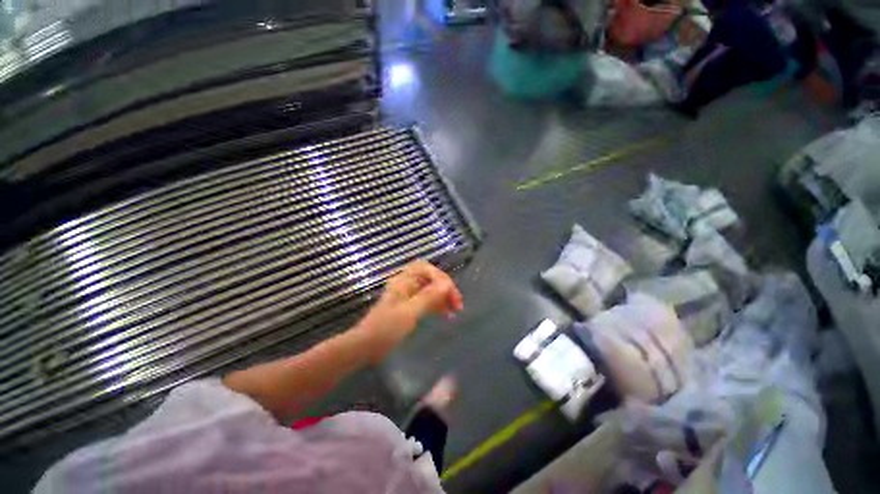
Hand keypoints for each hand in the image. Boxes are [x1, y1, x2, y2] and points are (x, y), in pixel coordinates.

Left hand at [355, 260, 462, 362]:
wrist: (365, 347)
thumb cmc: (385, 328)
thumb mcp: (408, 312)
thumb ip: (428, 297)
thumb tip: (447, 284)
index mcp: (403, 281)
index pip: (427, 269)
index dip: (441, 277)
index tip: (451, 294)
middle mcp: (406, 285)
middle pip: (430, 278)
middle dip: (445, 287)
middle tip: (457, 303)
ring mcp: (408, 296)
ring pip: (430, 290)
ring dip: (443, 297)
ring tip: (455, 310)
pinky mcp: (409, 308)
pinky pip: (427, 301)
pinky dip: (438, 305)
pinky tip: (446, 314)